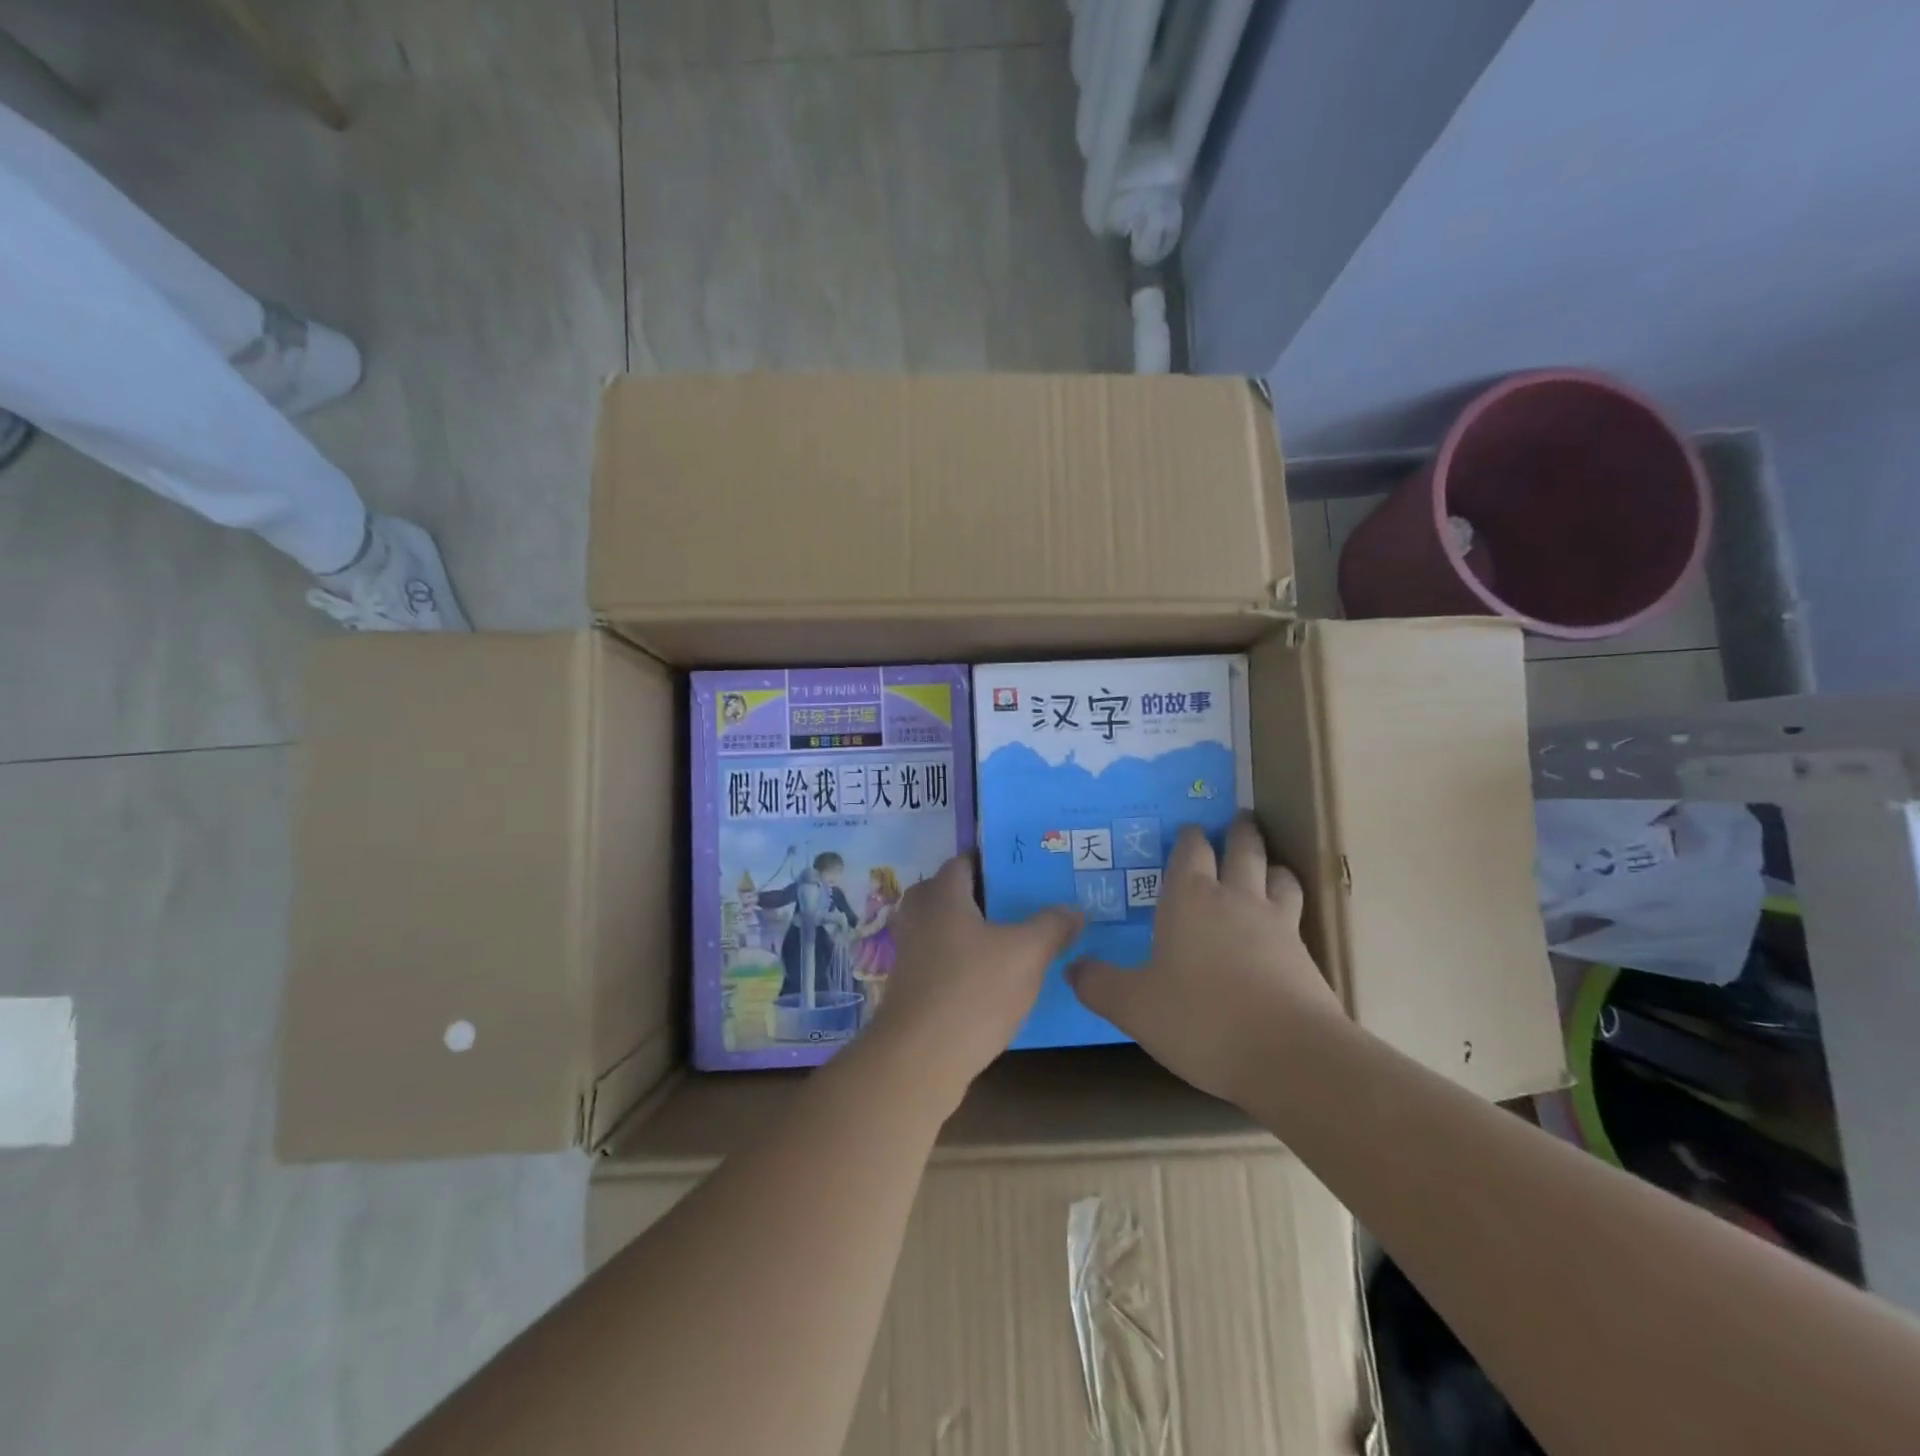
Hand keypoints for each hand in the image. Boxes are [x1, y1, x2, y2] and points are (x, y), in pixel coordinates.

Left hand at [865, 856, 1081, 1108]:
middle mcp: (919, 916)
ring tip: (1009, 941)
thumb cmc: (973, 991)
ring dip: (970, 931)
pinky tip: (989, 979)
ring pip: (942, 927)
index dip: (992, 861)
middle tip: (1017, 904)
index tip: (1022, 869)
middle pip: (948, 892)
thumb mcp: (1027, 954)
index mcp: (942, 895)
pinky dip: (960, 961)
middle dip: (980, 896)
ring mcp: (909, 953)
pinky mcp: (909, 986)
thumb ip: (1052, 926)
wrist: (920, 1059)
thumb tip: (1074, 909)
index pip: (963, 861)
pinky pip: (938, 959)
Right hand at [1067, 817, 1343, 1105]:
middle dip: (1239, 832)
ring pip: (1279, 876)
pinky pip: (1296, 916)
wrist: (1290, 1056)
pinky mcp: (1305, 956)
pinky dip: (1288, 908)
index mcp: (1190, 899)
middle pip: (1244, 849)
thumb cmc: (1201, 1020)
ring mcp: (1277, 925)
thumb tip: (1071, 967)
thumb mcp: (1134, 1007)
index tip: (1188, 828)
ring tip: (1266, 866)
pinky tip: (1282, 926)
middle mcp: (1236, 899)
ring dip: (1271, 865)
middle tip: (1239, 818)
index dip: (1188, 837)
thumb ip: (1099, 984)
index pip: (1190, 850)